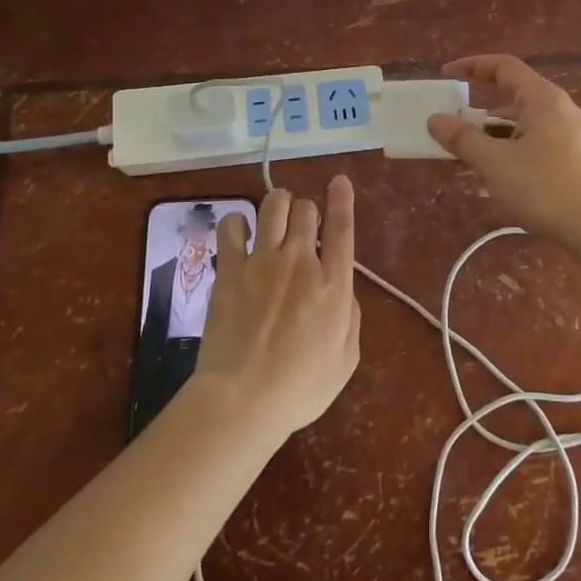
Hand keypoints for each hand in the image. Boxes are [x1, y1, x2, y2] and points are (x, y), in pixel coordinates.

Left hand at [191, 178, 360, 442]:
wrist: (242, 399)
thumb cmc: (300, 388)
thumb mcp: (346, 360)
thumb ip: (350, 318)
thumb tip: (343, 292)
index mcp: (334, 284)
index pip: (342, 227)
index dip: (342, 199)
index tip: (338, 181)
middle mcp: (301, 261)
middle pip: (306, 209)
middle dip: (307, 210)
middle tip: (302, 226)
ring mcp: (262, 261)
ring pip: (273, 206)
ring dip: (278, 204)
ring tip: (275, 216)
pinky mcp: (230, 269)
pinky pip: (232, 225)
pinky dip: (238, 223)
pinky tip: (240, 234)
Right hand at [426, 54, 580, 241]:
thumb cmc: (544, 188)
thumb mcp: (495, 163)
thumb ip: (463, 139)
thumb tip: (436, 119)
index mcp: (544, 99)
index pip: (505, 67)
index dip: (473, 66)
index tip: (447, 75)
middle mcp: (564, 111)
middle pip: (515, 100)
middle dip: (481, 115)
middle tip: (454, 133)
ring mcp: (576, 137)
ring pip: (527, 127)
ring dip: (496, 139)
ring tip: (471, 162)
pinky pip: (540, 146)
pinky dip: (515, 154)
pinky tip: (501, 181)